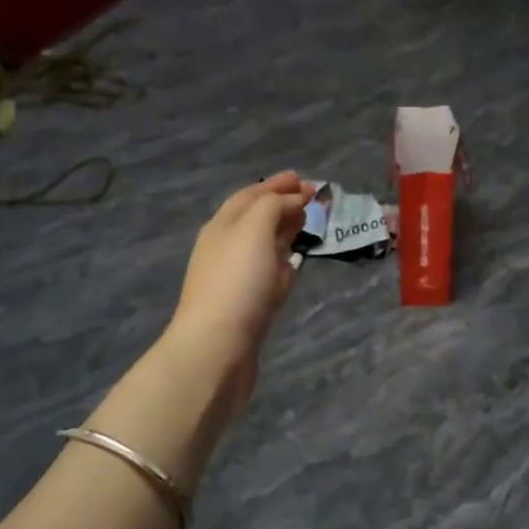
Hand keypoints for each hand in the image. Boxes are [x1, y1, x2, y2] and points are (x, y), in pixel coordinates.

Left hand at [165, 172, 310, 402]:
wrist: (216, 349)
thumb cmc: (236, 283)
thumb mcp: (253, 231)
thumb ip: (273, 208)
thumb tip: (293, 200)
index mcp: (223, 226)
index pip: (251, 196)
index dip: (277, 185)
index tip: (305, 180)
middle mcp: (226, 248)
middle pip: (256, 219)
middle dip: (282, 205)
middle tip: (312, 199)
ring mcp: (237, 279)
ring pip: (263, 247)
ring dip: (283, 232)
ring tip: (307, 224)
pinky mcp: (248, 306)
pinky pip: (268, 275)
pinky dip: (282, 263)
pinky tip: (294, 265)